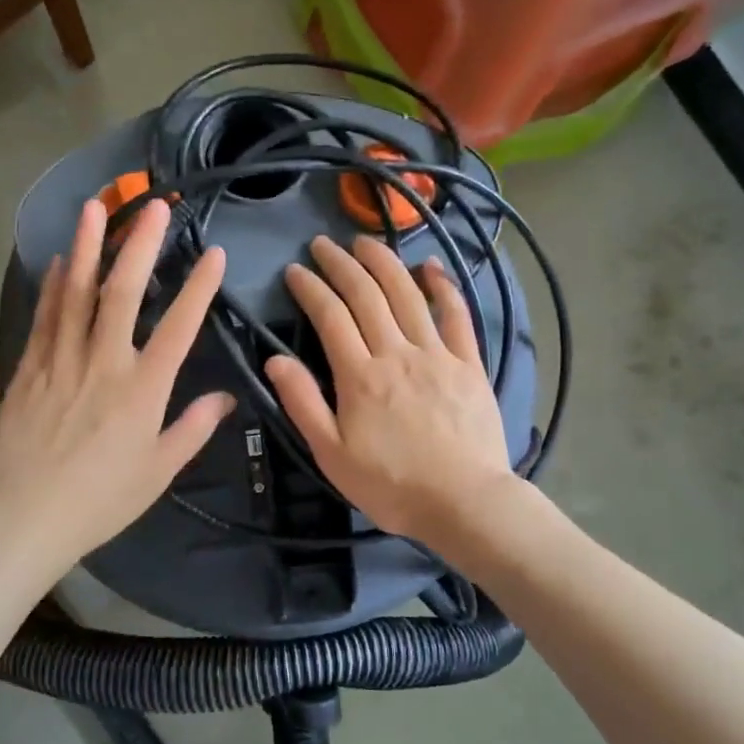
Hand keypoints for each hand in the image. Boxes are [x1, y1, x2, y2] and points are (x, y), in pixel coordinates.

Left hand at [0, 196, 234, 575]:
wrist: (22, 519)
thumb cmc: (100, 501)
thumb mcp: (158, 472)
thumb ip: (193, 428)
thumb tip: (225, 397)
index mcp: (143, 389)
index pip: (179, 327)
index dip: (199, 287)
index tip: (213, 252)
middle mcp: (103, 362)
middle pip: (123, 292)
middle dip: (140, 245)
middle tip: (152, 206)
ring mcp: (61, 361)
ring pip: (75, 293)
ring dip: (86, 247)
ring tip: (95, 208)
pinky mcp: (28, 368)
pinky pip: (42, 317)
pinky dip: (50, 286)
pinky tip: (54, 261)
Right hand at [267, 236, 514, 546]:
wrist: (464, 503)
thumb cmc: (391, 485)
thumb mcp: (332, 454)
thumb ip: (303, 403)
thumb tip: (274, 360)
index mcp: (360, 376)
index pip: (330, 316)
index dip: (310, 288)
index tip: (294, 271)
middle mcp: (397, 352)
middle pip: (366, 295)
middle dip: (341, 263)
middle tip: (322, 244)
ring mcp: (437, 354)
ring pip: (407, 294)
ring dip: (384, 262)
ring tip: (365, 241)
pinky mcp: (469, 363)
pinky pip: (457, 315)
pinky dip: (443, 286)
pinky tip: (431, 266)